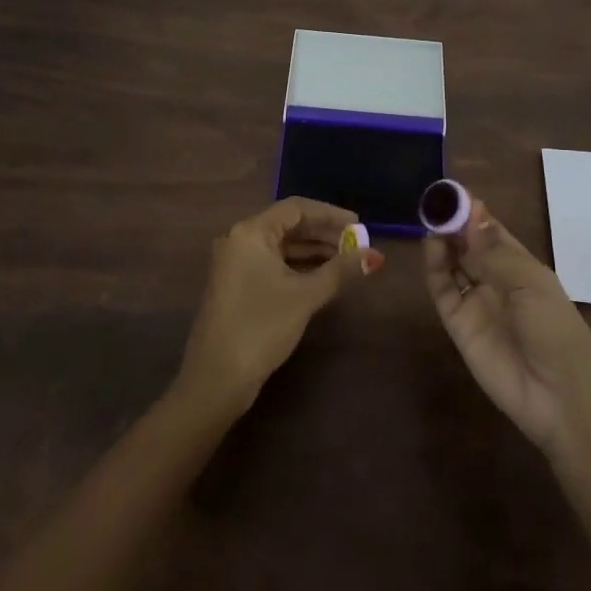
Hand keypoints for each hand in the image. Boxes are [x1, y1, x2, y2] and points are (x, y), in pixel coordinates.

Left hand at [179, 197, 383, 416]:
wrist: (215, 381)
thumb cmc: (261, 327)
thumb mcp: (305, 296)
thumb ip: (340, 271)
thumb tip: (375, 256)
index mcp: (251, 232)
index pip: (296, 209)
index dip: (330, 215)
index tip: (359, 226)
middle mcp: (240, 240)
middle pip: (288, 225)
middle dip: (324, 234)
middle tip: (357, 245)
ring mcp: (236, 264)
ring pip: (281, 246)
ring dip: (313, 251)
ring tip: (346, 261)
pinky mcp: (237, 286)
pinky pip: (273, 264)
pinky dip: (298, 267)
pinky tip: (322, 277)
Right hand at [425, 198, 590, 458]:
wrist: (559, 398)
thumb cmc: (556, 330)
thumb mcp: (531, 283)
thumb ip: (494, 250)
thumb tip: (472, 211)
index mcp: (521, 266)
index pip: (490, 231)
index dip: (473, 212)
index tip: (453, 192)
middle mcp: (496, 280)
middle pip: (468, 244)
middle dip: (453, 223)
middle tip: (435, 203)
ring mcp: (476, 301)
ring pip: (452, 263)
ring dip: (442, 241)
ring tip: (432, 221)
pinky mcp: (458, 324)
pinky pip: (443, 290)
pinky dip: (434, 267)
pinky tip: (432, 246)